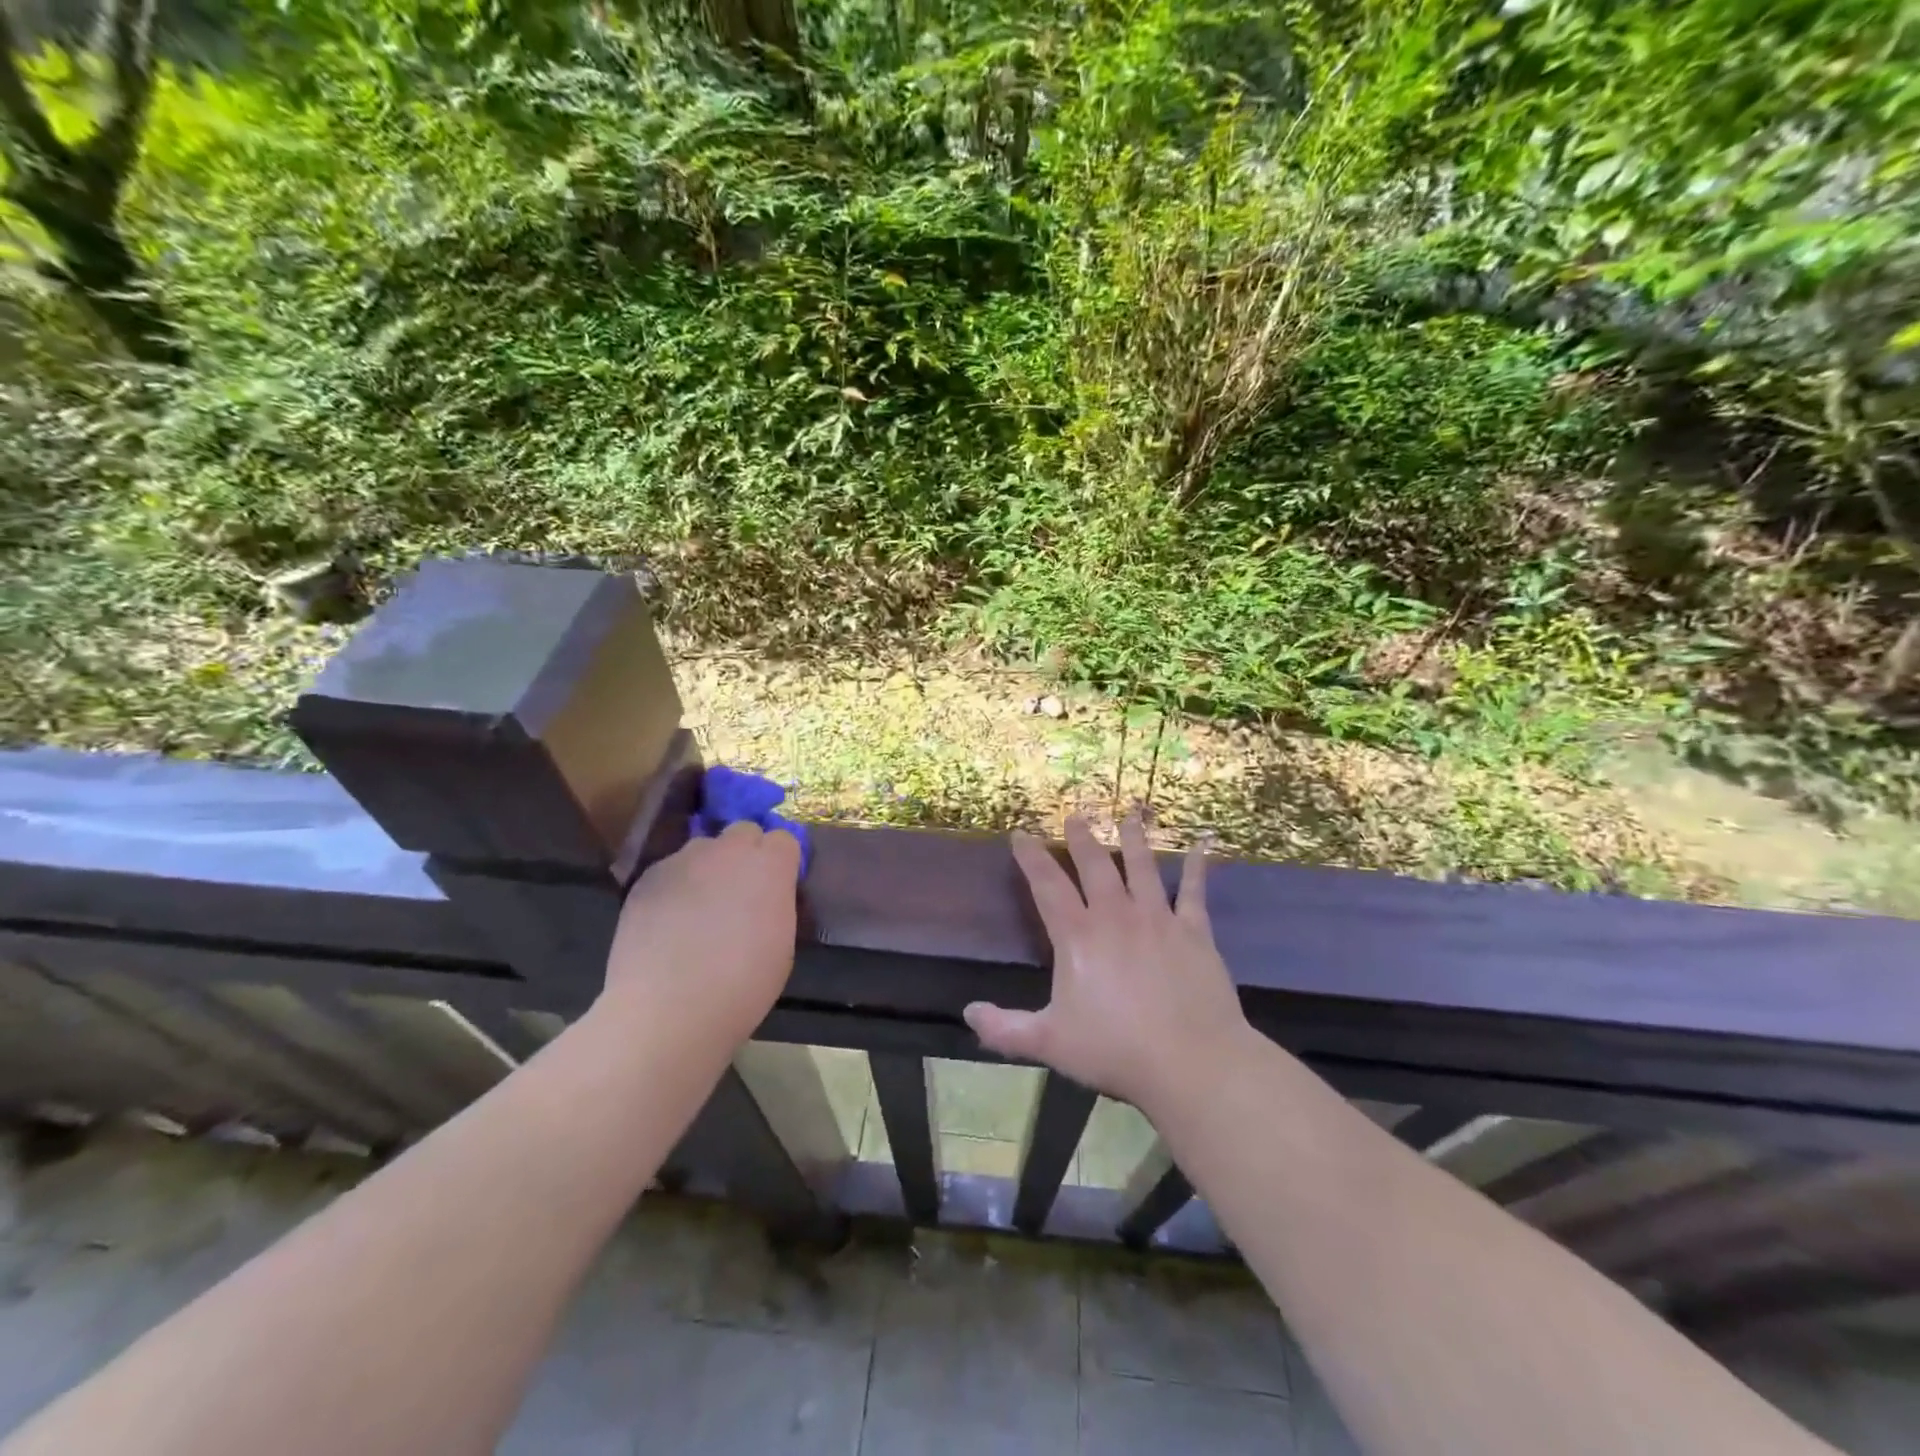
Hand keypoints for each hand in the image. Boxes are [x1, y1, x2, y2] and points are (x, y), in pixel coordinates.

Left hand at [598, 822, 800, 1045]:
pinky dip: (675, 888)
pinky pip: (670, 871)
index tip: (776, 888)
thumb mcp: (782, 942)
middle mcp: (727, 850)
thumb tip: (765, 896)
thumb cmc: (742, 985)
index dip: (780, 863)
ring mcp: (683, 860)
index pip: (783, 839)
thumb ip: (776, 903)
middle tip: (740, 893)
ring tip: (699, 909)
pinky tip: (669, 923)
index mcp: (769, 865)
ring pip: (703, 849)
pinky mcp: (647, 878)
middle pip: (743, 832)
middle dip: (745, 854)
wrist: (668, 1009)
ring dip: (708, 868)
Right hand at [964, 815, 1251, 1114]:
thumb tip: (968, 1013)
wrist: (1191, 1061)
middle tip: (1076, 815)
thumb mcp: (1050, 1043)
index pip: (1047, 886)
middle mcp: (1116, 916)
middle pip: (1095, 866)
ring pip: (1142, 868)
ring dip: (1134, 840)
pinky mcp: (1195, 932)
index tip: (1021, 834)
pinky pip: (1194, 891)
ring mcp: (1158, 920)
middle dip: (1082, 839)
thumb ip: (1005, 1029)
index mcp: (1078, 937)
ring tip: (1130, 816)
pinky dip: (1197, 866)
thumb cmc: (1115, 1050)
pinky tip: (1200, 844)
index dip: (1031, 858)